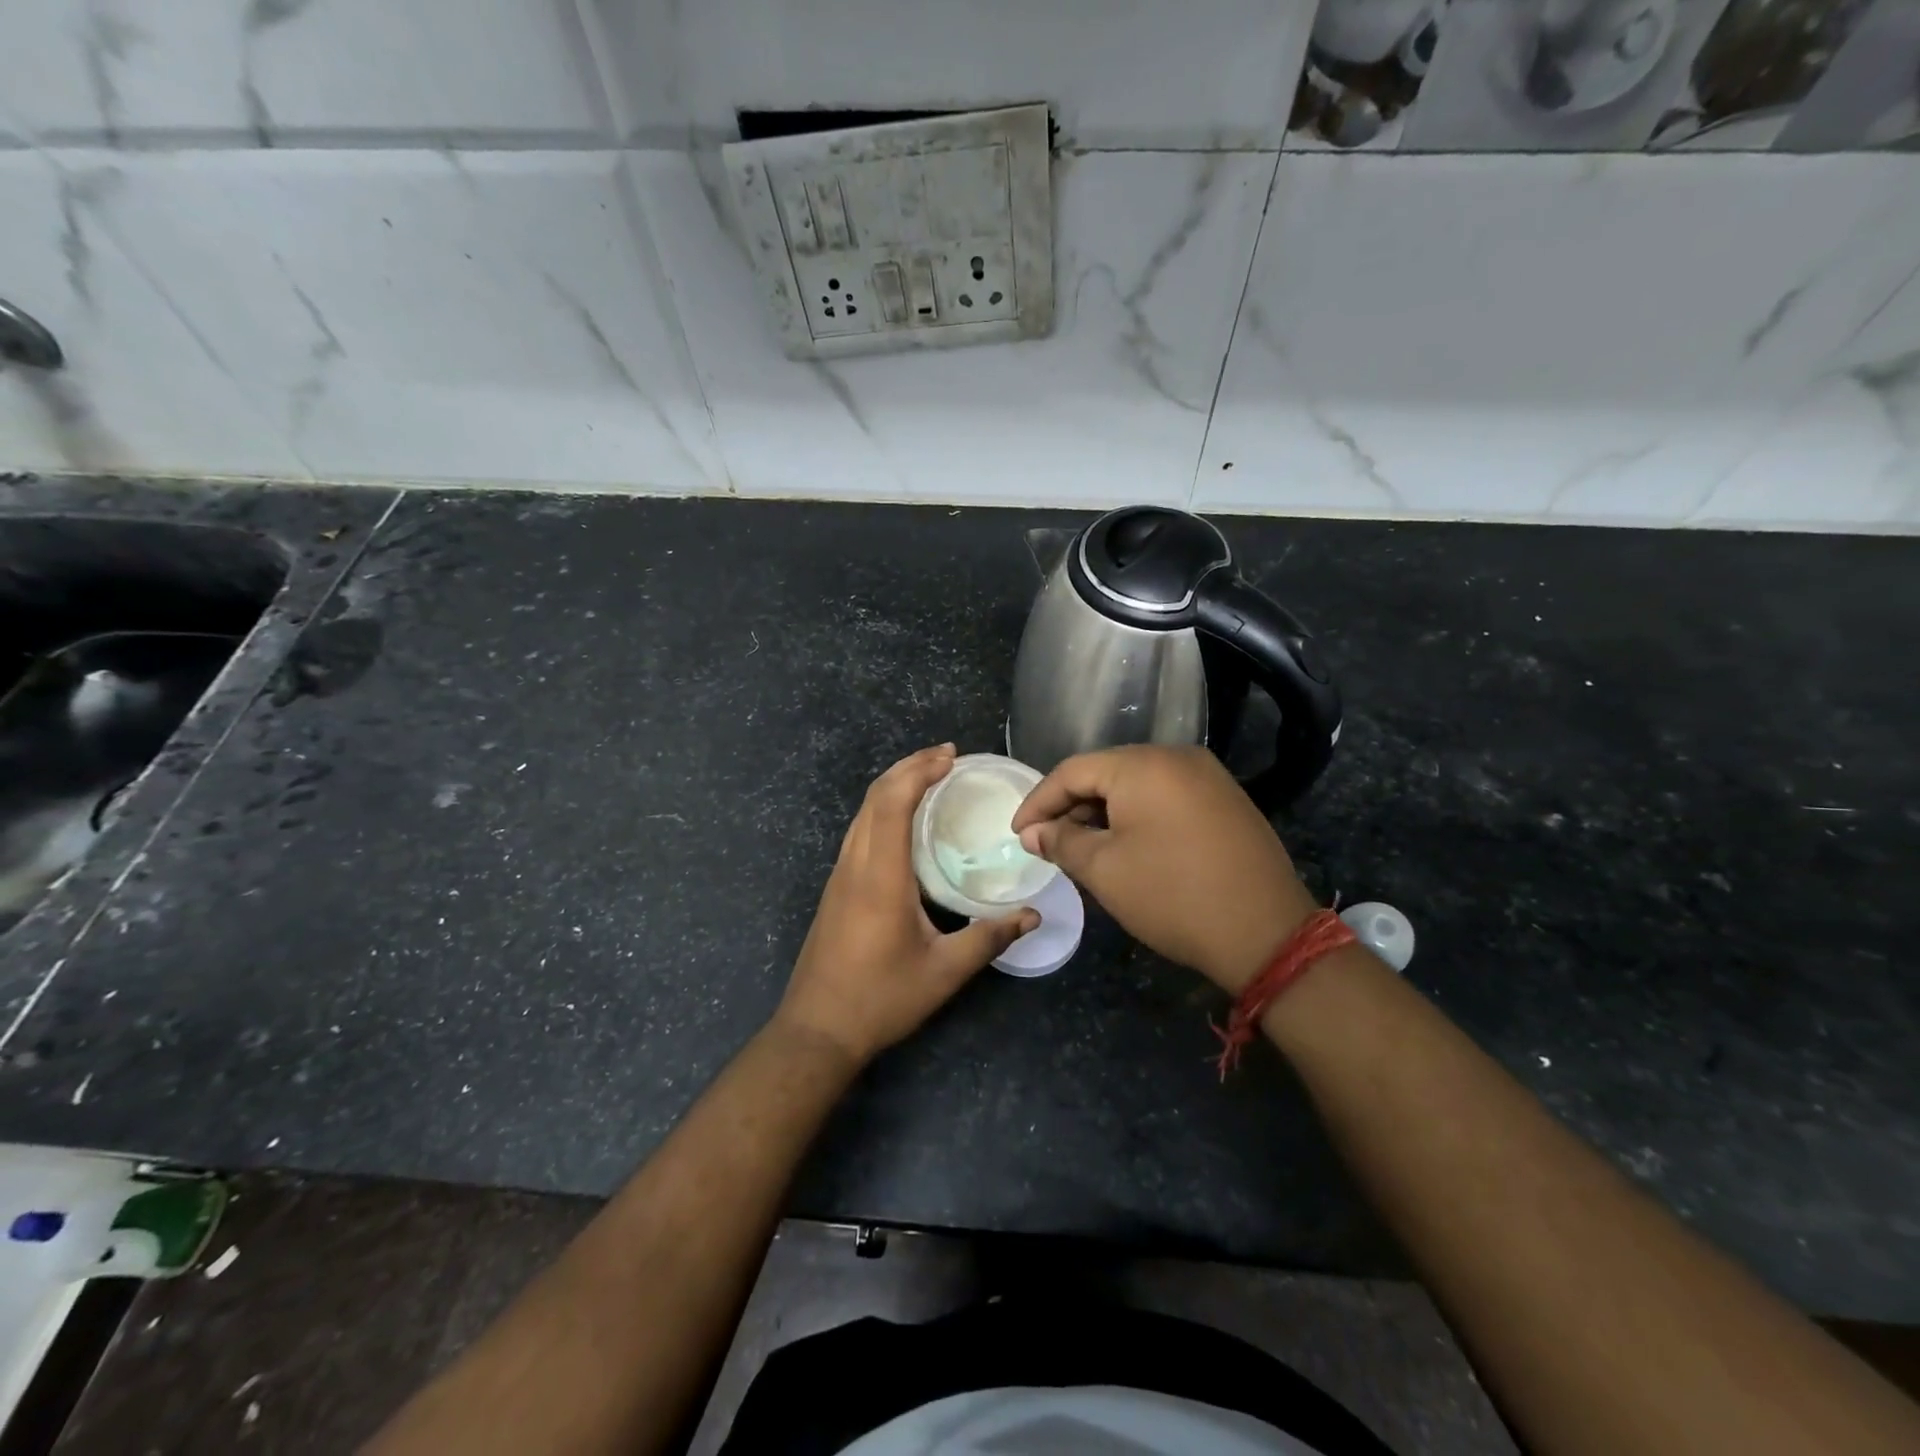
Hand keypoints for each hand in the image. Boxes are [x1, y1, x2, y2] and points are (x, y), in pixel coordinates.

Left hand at [776, 744, 1037, 1066]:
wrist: (817, 1029)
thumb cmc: (881, 999)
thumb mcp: (944, 972)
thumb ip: (990, 939)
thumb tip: (1032, 915)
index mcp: (881, 877)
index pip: (892, 804)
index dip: (919, 772)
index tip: (950, 757)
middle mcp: (855, 865)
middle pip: (874, 797)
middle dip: (908, 767)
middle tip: (946, 757)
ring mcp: (840, 875)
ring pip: (862, 812)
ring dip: (893, 785)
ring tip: (928, 777)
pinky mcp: (836, 888)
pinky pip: (859, 830)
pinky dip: (882, 808)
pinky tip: (904, 821)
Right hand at [1012, 745, 1317, 993]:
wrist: (1266, 934)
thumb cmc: (1172, 896)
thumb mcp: (1104, 870)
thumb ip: (1062, 842)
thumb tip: (1034, 833)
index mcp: (1143, 764)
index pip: (1073, 771)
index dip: (1039, 802)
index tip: (1019, 834)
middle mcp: (1177, 757)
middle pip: (1106, 773)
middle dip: (1071, 808)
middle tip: (1048, 843)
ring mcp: (1208, 777)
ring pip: (1137, 786)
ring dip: (1103, 814)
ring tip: (1082, 849)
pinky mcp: (1226, 801)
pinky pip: (1166, 798)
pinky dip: (1137, 818)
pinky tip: (1125, 847)